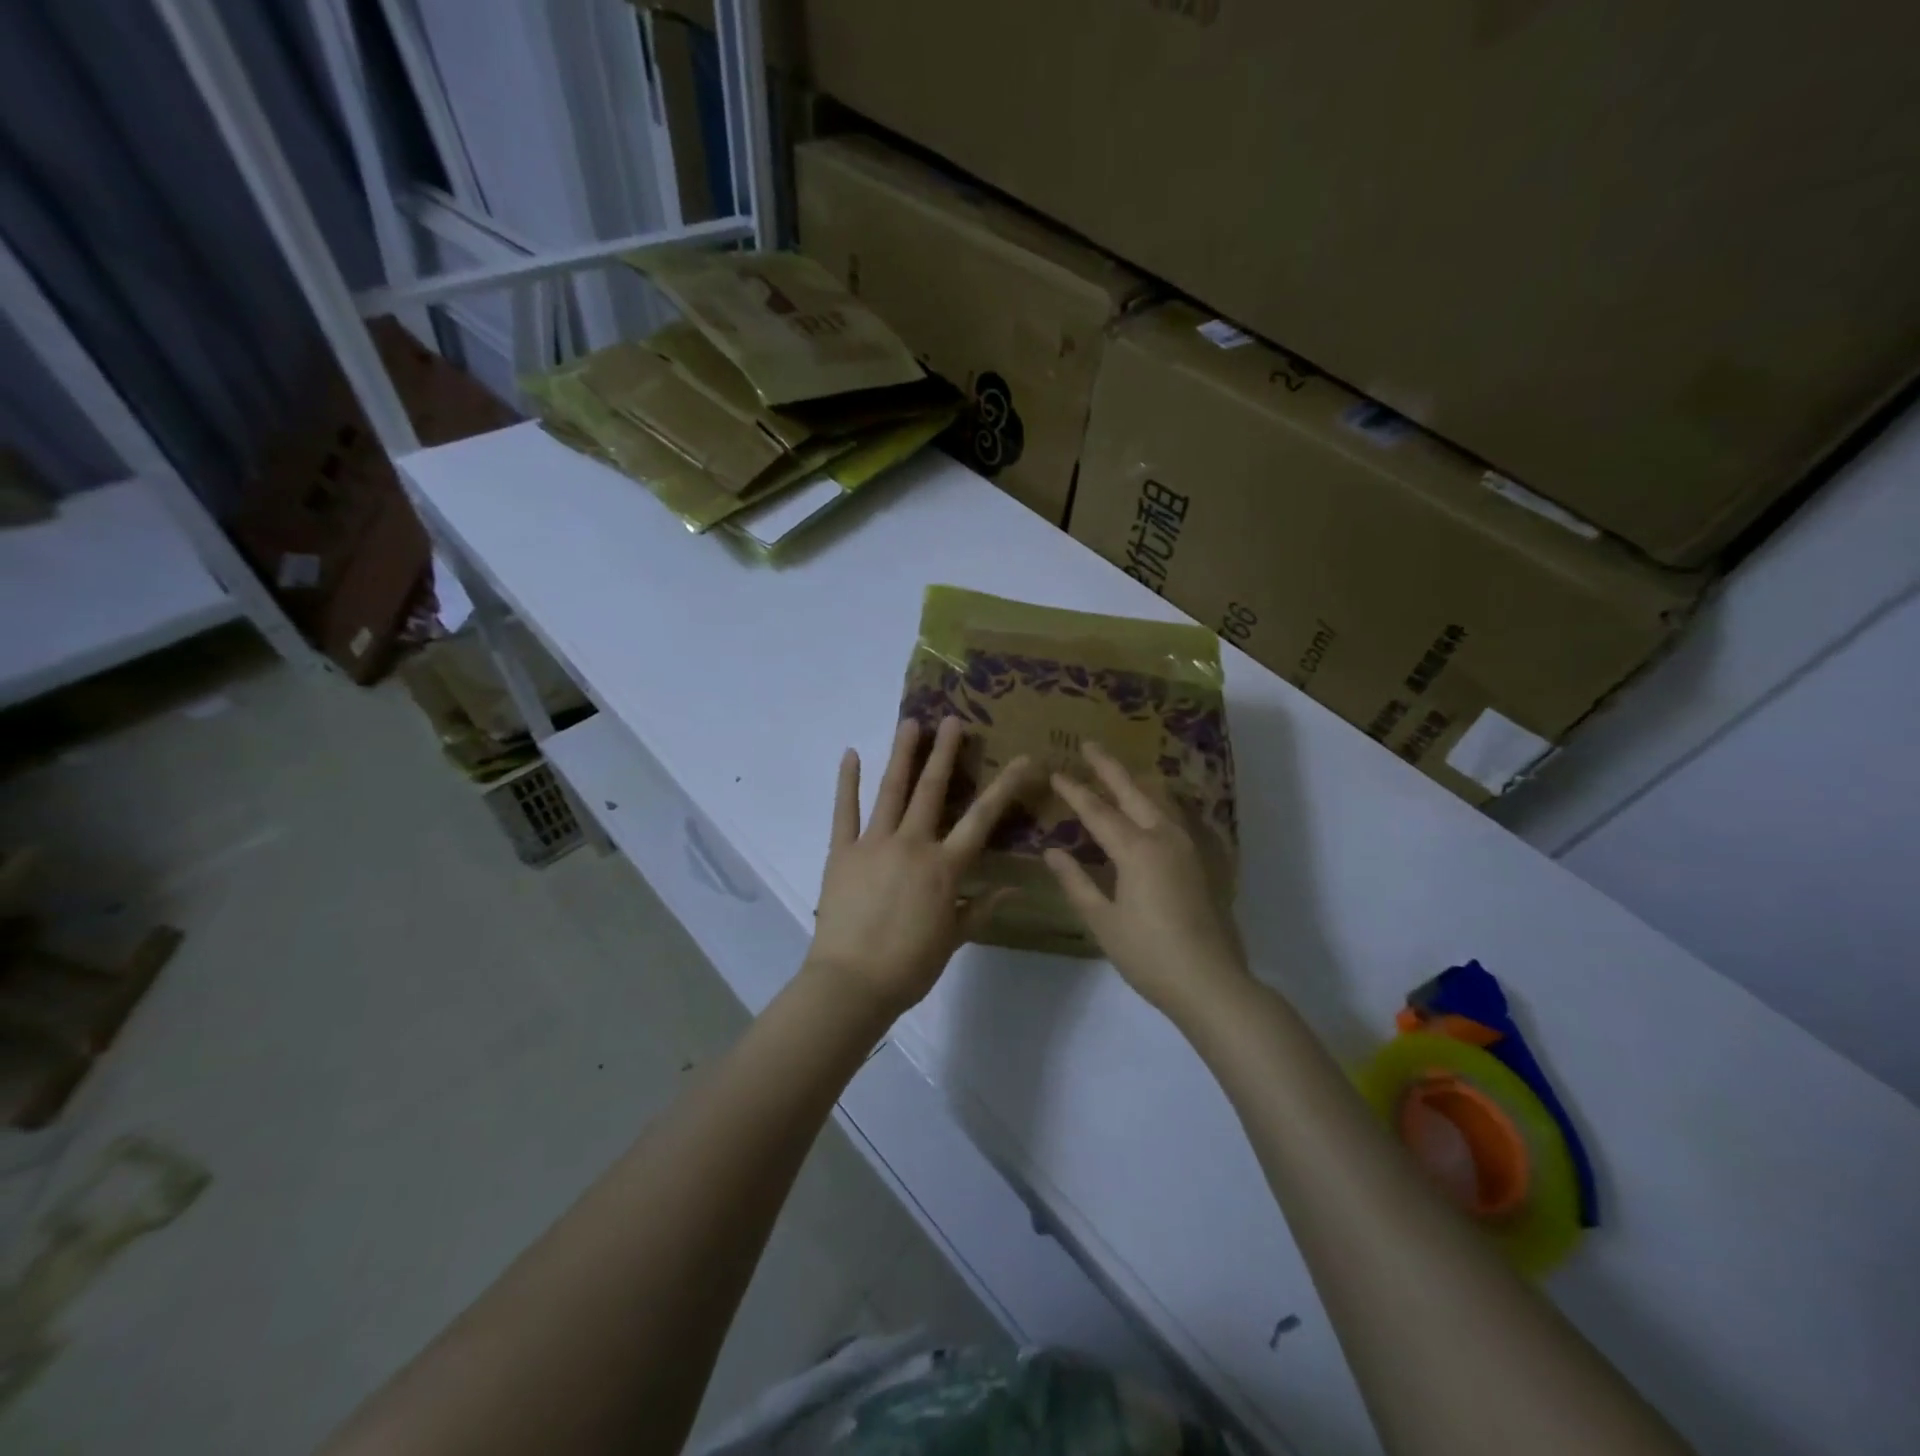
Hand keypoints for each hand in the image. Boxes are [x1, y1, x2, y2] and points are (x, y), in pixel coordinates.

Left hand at [808, 716, 1030, 1018]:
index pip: (981, 819)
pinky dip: (846, 782)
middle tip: (953, 720)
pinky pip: (844, 811)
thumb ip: (981, 908)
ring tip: (911, 723)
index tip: (1023, 759)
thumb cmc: (909, 966)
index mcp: (944, 867)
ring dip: (902, 754)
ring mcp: (873, 843)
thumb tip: (1014, 889)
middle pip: (932, 790)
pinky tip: (851, 754)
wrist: (852, 983)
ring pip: (891, 790)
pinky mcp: (841, 851)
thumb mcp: (953, 938)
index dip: (1005, 787)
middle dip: (946, 753)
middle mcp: (912, 845)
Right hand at [1043, 743, 1247, 1019]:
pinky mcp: (1202, 861)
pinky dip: (1158, 802)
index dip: (1074, 791)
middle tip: (1088, 745)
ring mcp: (1188, 847)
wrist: (1210, 981)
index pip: (1097, 811)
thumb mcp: (1103, 921)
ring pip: (1159, 800)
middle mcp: (1164, 838)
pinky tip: (1155, 806)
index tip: (1056, 772)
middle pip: (1132, 792)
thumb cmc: (1148, 954)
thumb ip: (1077, 882)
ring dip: (1135, 781)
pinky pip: (1176, 817)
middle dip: (1108, 767)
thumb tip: (1053, 851)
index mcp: (1136, 850)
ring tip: (1119, 770)